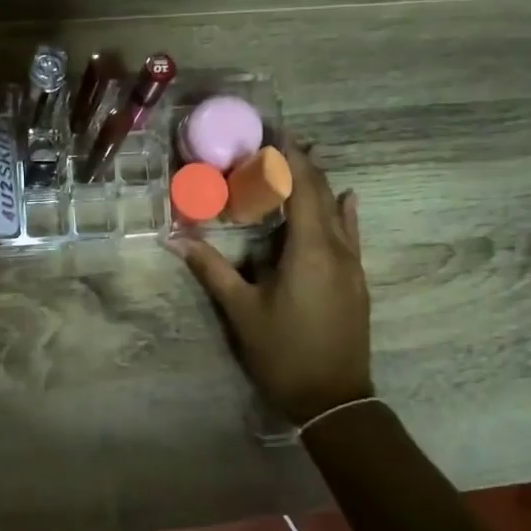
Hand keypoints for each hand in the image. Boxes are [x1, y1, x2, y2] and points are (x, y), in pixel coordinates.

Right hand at [168, 143, 371, 425]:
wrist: (333, 399)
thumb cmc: (283, 353)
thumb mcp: (241, 311)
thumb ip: (211, 269)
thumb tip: (174, 238)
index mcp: (309, 250)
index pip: (302, 187)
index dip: (288, 156)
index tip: (271, 131)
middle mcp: (336, 248)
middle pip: (322, 193)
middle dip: (302, 163)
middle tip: (276, 141)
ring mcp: (351, 265)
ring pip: (337, 212)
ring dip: (319, 184)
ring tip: (301, 159)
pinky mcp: (356, 280)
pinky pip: (351, 234)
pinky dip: (343, 211)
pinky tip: (346, 197)